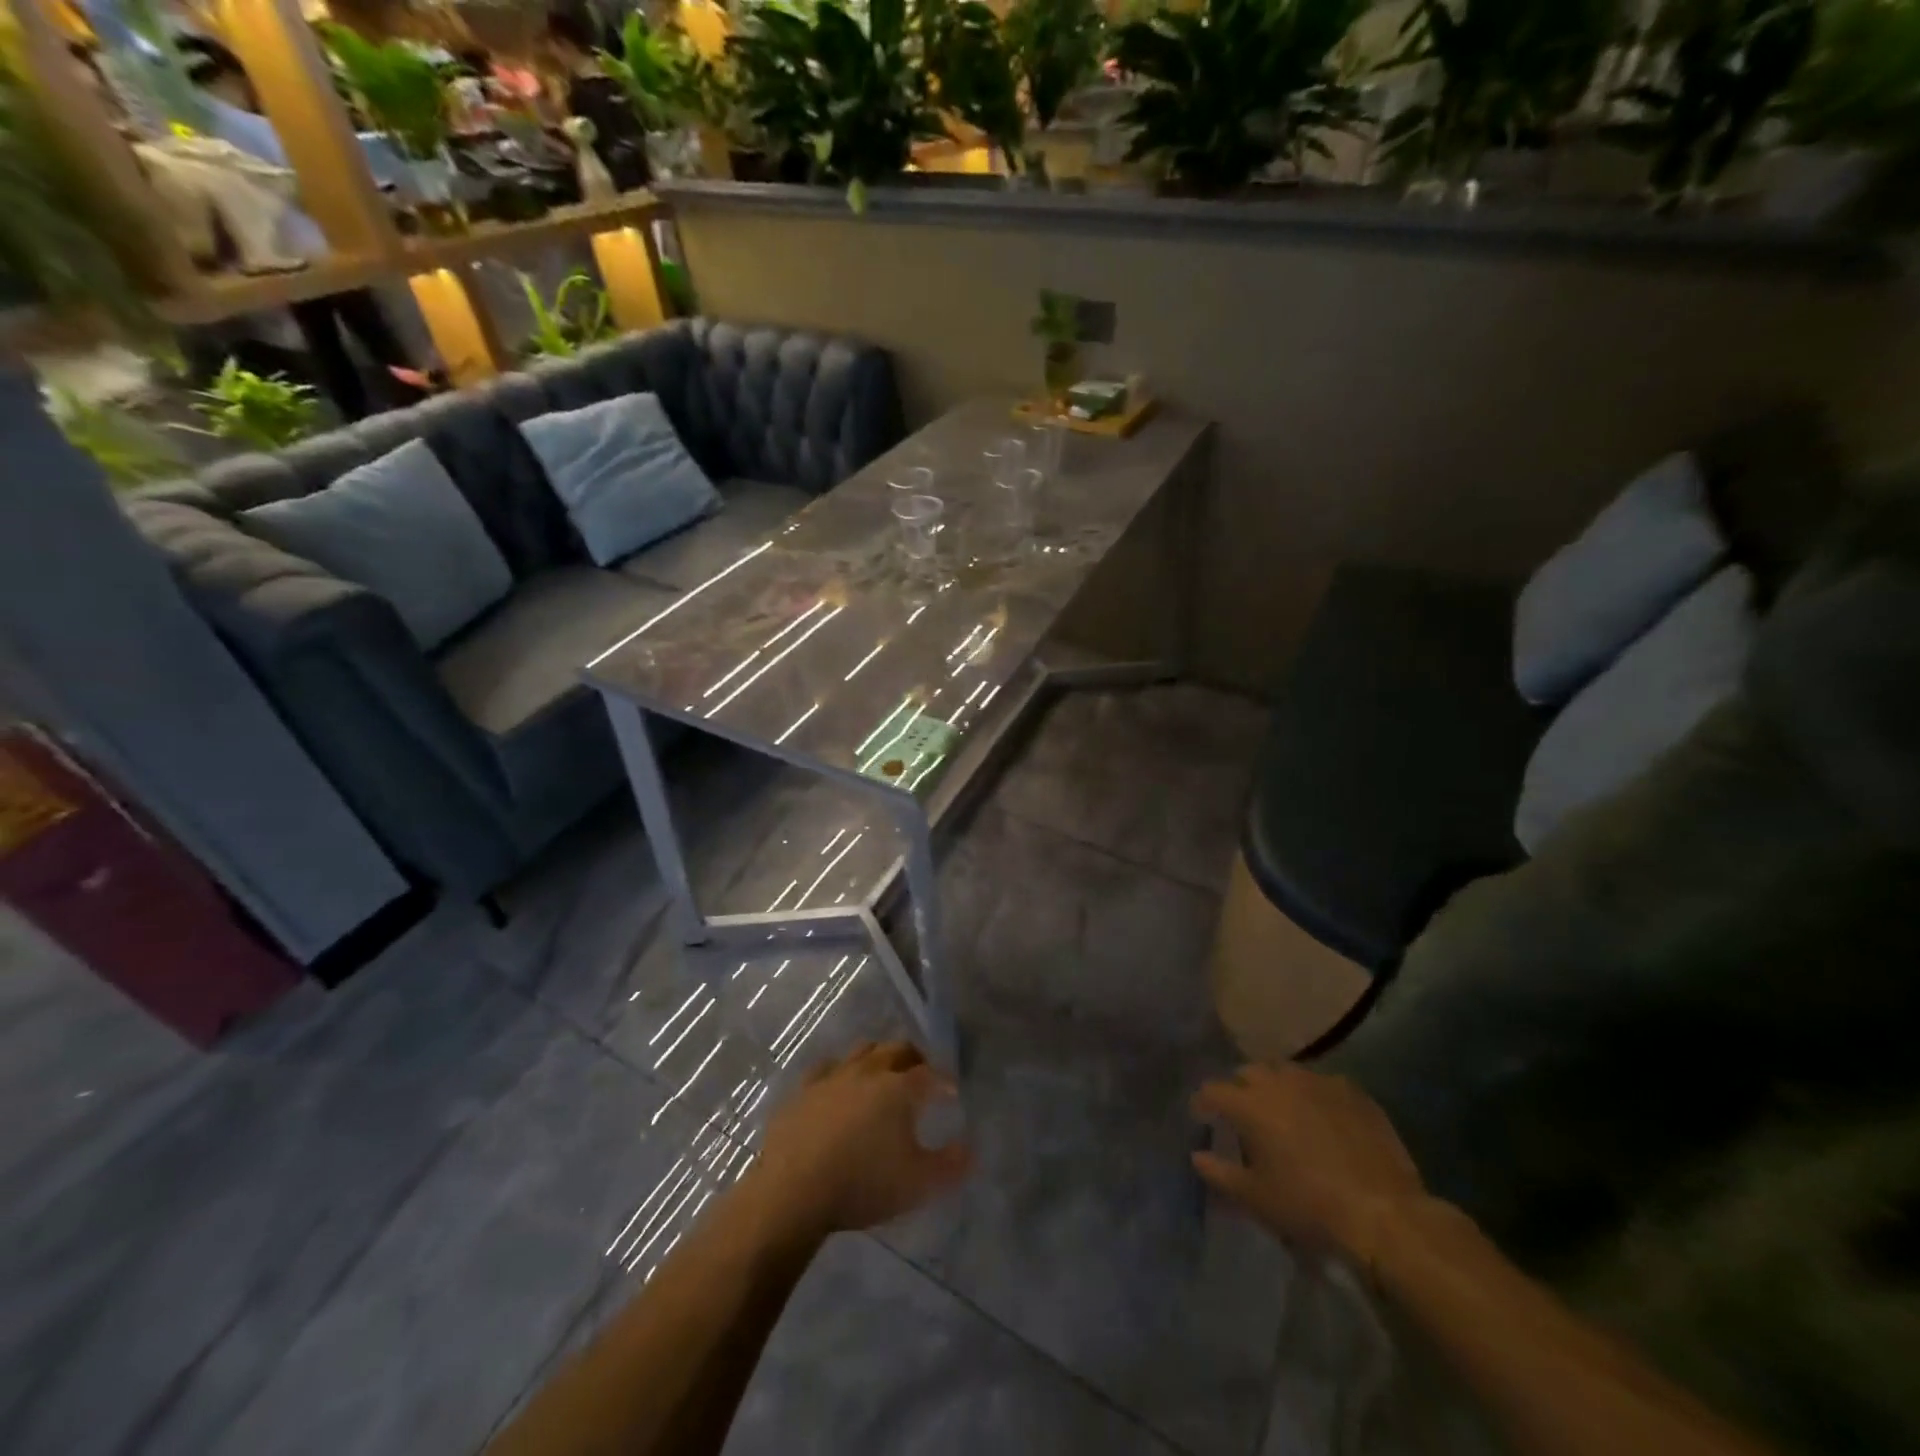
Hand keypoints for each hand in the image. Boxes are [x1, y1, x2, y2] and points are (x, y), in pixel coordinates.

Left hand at [751, 1041, 970, 1239]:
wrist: (793, 1190)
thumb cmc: (863, 1184)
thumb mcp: (917, 1184)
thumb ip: (950, 1166)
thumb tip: (970, 1149)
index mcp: (899, 1088)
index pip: (929, 1074)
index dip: (943, 1081)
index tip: (951, 1092)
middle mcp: (868, 1072)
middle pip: (897, 1050)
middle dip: (914, 1058)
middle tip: (921, 1073)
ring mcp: (832, 1077)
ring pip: (862, 1051)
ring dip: (878, 1057)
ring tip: (883, 1072)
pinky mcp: (802, 1090)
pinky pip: (826, 1068)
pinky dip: (840, 1071)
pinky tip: (839, 1084)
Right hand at [1191, 1063, 1424, 1266]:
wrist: (1384, 1214)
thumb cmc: (1309, 1207)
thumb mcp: (1256, 1198)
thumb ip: (1220, 1173)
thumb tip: (1197, 1156)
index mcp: (1250, 1104)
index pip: (1213, 1090)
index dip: (1203, 1102)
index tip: (1202, 1116)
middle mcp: (1280, 1082)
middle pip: (1249, 1072)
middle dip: (1240, 1088)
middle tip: (1244, 1114)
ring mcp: (1319, 1082)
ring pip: (1286, 1071)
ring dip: (1276, 1086)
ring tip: (1282, 1110)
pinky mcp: (1353, 1092)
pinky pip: (1322, 1083)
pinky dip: (1313, 1095)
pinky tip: (1321, 1117)